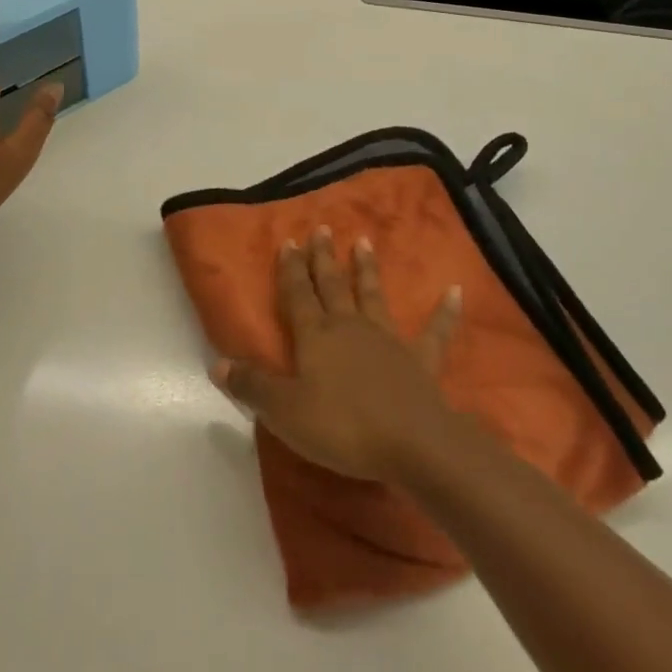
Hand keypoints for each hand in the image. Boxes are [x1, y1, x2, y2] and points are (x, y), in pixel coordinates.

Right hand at [212, 228, 461, 482]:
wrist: (410, 443)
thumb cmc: (342, 427)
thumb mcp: (285, 412)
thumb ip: (252, 386)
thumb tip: (216, 363)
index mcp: (316, 337)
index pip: (298, 295)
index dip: (290, 269)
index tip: (288, 240)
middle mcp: (350, 327)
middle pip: (332, 286)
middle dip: (323, 258)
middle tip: (321, 228)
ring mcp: (387, 340)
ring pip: (373, 295)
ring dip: (367, 269)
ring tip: (364, 241)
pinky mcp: (419, 359)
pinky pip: (434, 331)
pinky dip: (445, 311)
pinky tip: (455, 290)